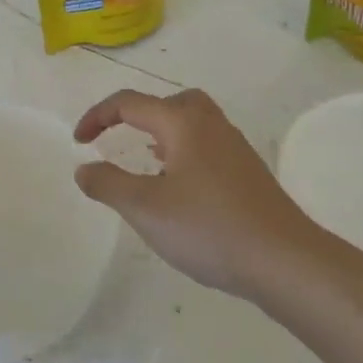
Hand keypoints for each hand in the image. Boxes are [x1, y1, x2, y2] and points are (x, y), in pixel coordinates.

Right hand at [72, 88, 312, 298]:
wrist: (284, 259)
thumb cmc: (209, 228)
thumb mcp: (145, 208)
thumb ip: (108, 184)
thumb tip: (84, 168)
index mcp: (183, 123)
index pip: (130, 103)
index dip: (97, 116)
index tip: (78, 142)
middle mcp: (211, 125)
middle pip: (170, 102)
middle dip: (138, 114)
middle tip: (119, 138)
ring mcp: (235, 148)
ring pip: (193, 122)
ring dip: (163, 133)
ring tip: (146, 160)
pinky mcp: (248, 173)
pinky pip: (207, 145)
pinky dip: (184, 152)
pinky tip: (180, 187)